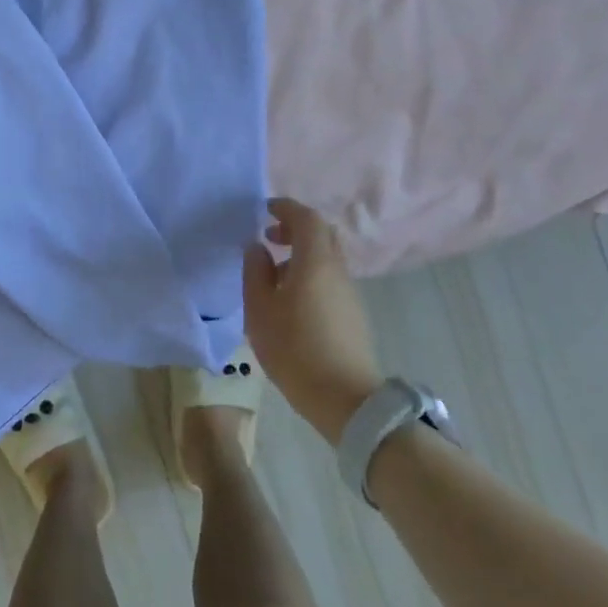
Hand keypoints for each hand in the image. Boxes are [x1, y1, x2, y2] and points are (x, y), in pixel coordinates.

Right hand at [243, 198, 382, 444]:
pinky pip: (329, 278)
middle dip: (295, 228)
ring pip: (327, 257)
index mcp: (315, 262)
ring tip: (273, 271)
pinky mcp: (352, 313)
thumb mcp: (260, 310)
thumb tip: (257, 248)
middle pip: (322, 234)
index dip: (287, 208)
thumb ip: (255, 272)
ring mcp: (348, 292)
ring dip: (302, 252)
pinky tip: (290, 297)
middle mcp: (337, 270)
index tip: (265, 210)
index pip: (307, 219)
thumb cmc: (295, 349)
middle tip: (269, 236)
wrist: (344, 398)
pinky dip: (309, 272)